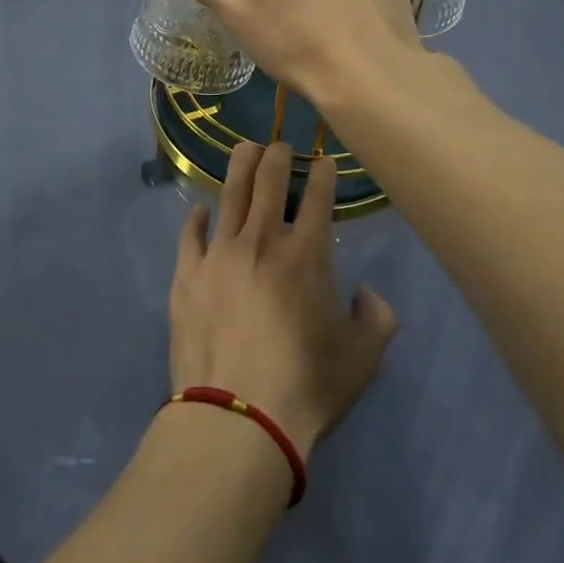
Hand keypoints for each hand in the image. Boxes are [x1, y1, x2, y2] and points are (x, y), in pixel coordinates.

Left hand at [168, 142, 397, 458]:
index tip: (323, 160)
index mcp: (306, 255)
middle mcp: (261, 241)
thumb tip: (367, 293)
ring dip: (240, 167)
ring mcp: (219, 254)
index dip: (322, 173)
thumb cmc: (306, 386)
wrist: (236, 418)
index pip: (318, 198)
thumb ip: (376, 318)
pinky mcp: (187, 275)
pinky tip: (199, 210)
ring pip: (229, 195)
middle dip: (277, 156)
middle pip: (269, 182)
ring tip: (245, 149)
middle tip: (279, 144)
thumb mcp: (363, 359)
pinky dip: (196, 218)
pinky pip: (190, 235)